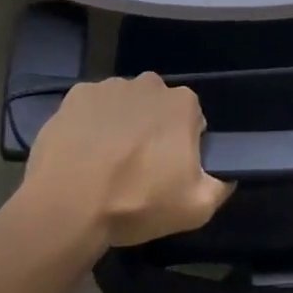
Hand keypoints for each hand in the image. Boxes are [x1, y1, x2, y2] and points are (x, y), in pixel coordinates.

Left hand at [22, 73, 233, 247]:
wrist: (67, 206)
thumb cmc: (136, 202)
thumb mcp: (195, 208)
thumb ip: (220, 186)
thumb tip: (226, 175)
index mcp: (182, 103)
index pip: (192, 121)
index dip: (183, 147)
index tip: (168, 173)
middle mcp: (149, 84)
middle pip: (157, 108)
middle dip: (152, 130)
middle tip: (137, 169)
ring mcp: (109, 86)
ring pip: (124, 105)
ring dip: (120, 125)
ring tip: (105, 164)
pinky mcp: (75, 96)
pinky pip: (90, 108)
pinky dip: (89, 125)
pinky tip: (81, 153)